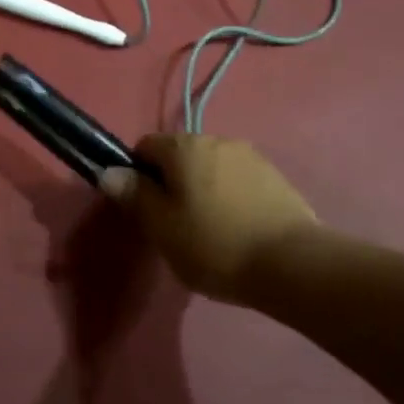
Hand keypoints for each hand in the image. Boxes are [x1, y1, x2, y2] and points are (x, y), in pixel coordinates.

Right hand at [102, 134, 318, 304]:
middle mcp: (216, 139)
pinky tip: (240, 231)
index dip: (139, 175)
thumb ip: (134, 195)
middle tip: (176, 225)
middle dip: (174, 182)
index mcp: (183, 147)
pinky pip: (239, 181)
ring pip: (211, 168)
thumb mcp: (162, 228)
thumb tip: (110, 172)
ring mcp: (250, 156)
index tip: (146, 209)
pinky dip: (232, 198)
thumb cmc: (215, 244)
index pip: (146, 146)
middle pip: (180, 155)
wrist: (293, 264)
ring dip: (205, 189)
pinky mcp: (276, 177)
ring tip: (212, 232)